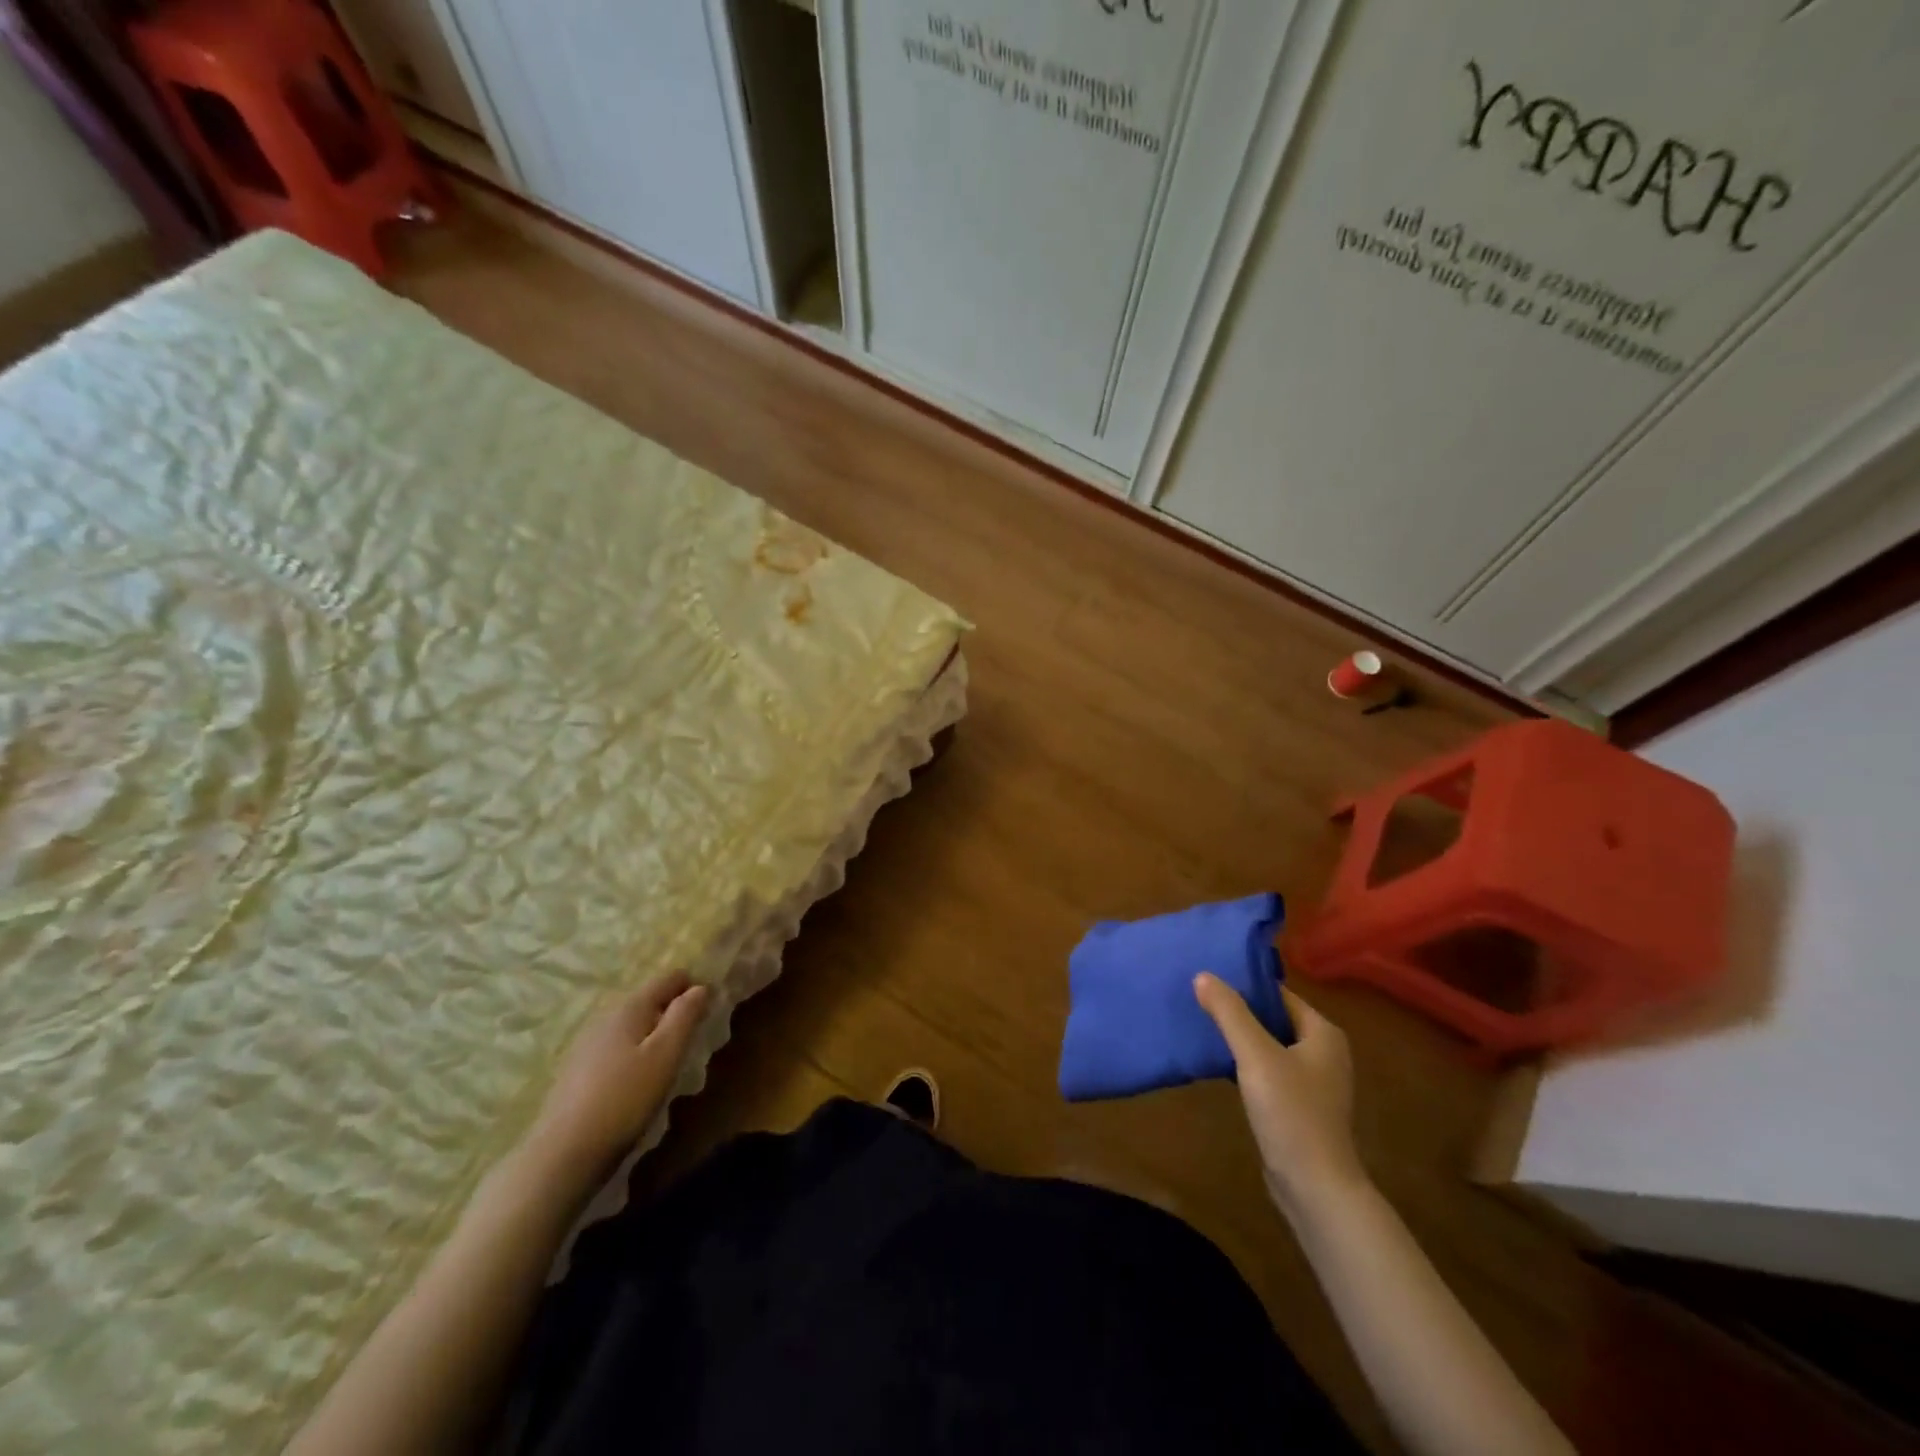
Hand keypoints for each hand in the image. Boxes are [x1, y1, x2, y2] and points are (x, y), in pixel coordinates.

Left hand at [525, 972, 712, 1185]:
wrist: (563, 1152)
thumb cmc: (625, 1098)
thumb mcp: (666, 1054)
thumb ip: (685, 1016)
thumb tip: (700, 986)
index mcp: (629, 1007)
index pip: (668, 979)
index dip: (693, 986)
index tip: (711, 1005)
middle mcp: (606, 1016)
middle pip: (648, 1000)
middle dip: (672, 1010)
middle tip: (694, 1034)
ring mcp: (587, 1044)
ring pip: (631, 1025)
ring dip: (653, 1032)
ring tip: (670, 1057)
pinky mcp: (577, 1070)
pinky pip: (616, 1046)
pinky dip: (634, 1051)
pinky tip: (638, 1078)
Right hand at [1194, 973, 1367, 1217]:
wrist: (1315, 1188)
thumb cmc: (1291, 1113)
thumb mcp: (1255, 1055)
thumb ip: (1229, 1013)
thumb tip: (1203, 975)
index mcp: (1323, 1033)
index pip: (1277, 994)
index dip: (1243, 985)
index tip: (1207, 980)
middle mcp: (1323, 1051)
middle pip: (1273, 1018)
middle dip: (1238, 1010)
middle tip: (1198, 999)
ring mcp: (1313, 1081)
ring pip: (1269, 1045)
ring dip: (1240, 1037)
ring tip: (1202, 1026)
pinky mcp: (1300, 1105)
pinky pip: (1268, 1070)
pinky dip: (1246, 1063)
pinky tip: (1219, 1063)